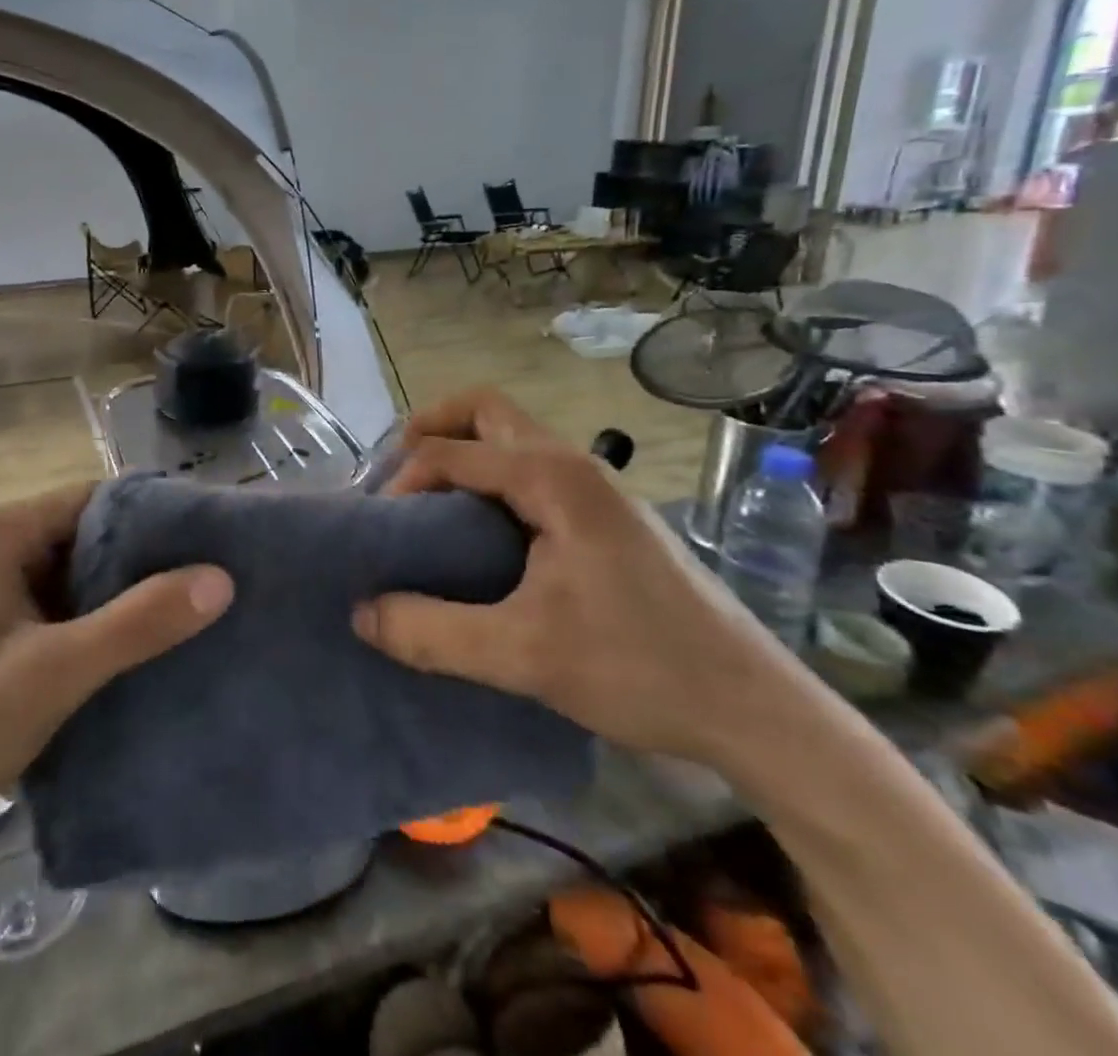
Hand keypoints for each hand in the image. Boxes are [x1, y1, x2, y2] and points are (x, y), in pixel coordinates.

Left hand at [0, 483, 233, 838]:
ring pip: (75, 573)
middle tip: (210, 582)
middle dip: (144, 559)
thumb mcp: (52, 674)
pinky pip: (57, 605)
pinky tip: (136, 648)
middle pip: (87, 534)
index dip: (155, 516)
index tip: (211, 542)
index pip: (96, 498)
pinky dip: (94, 621)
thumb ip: (137, 624)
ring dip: (121, 594)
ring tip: (189, 613)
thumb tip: (221, 578)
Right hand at [355, 389, 803, 766]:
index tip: (380, 530)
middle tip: (396, 479)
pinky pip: (530, 470)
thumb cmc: (641, 668)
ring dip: (462, 453)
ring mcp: (596, 488)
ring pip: (512, 438)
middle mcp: (574, 464)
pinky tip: (479, 537)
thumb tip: (362, 613)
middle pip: (485, 410)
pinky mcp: (606, 516)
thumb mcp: (523, 655)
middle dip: (431, 430)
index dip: (403, 480)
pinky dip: (489, 479)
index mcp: (553, 477)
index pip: (451, 450)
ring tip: (426, 505)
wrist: (754, 708)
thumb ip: (431, 631)